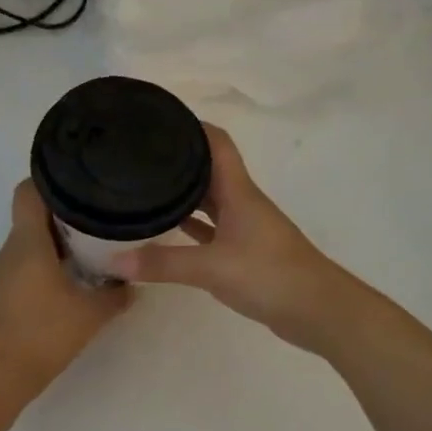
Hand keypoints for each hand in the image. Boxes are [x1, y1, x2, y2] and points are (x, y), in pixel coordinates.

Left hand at [0, 180, 132, 407]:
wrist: (1, 375)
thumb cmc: (45, 333)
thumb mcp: (92, 313)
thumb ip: (117, 295)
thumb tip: (133, 284)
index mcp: (28, 243)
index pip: (28, 190)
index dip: (50, 179)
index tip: (79, 183)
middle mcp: (10, 249)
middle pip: (32, 214)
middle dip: (64, 212)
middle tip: (99, 216)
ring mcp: (1, 271)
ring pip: (29, 240)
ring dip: (56, 239)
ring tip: (91, 246)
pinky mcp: (0, 291)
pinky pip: (24, 262)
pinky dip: (46, 260)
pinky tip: (70, 277)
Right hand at [107, 125, 362, 353]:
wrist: (317, 310)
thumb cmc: (269, 275)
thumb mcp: (212, 268)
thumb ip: (164, 263)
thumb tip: (114, 260)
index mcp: (238, 191)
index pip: (216, 143)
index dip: (192, 126)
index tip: (159, 119)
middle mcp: (242, 202)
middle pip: (209, 169)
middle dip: (178, 159)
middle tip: (139, 155)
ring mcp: (245, 228)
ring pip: (209, 200)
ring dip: (184, 193)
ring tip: (145, 186)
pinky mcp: (245, 252)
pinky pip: (212, 230)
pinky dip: (192, 226)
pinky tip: (168, 229)